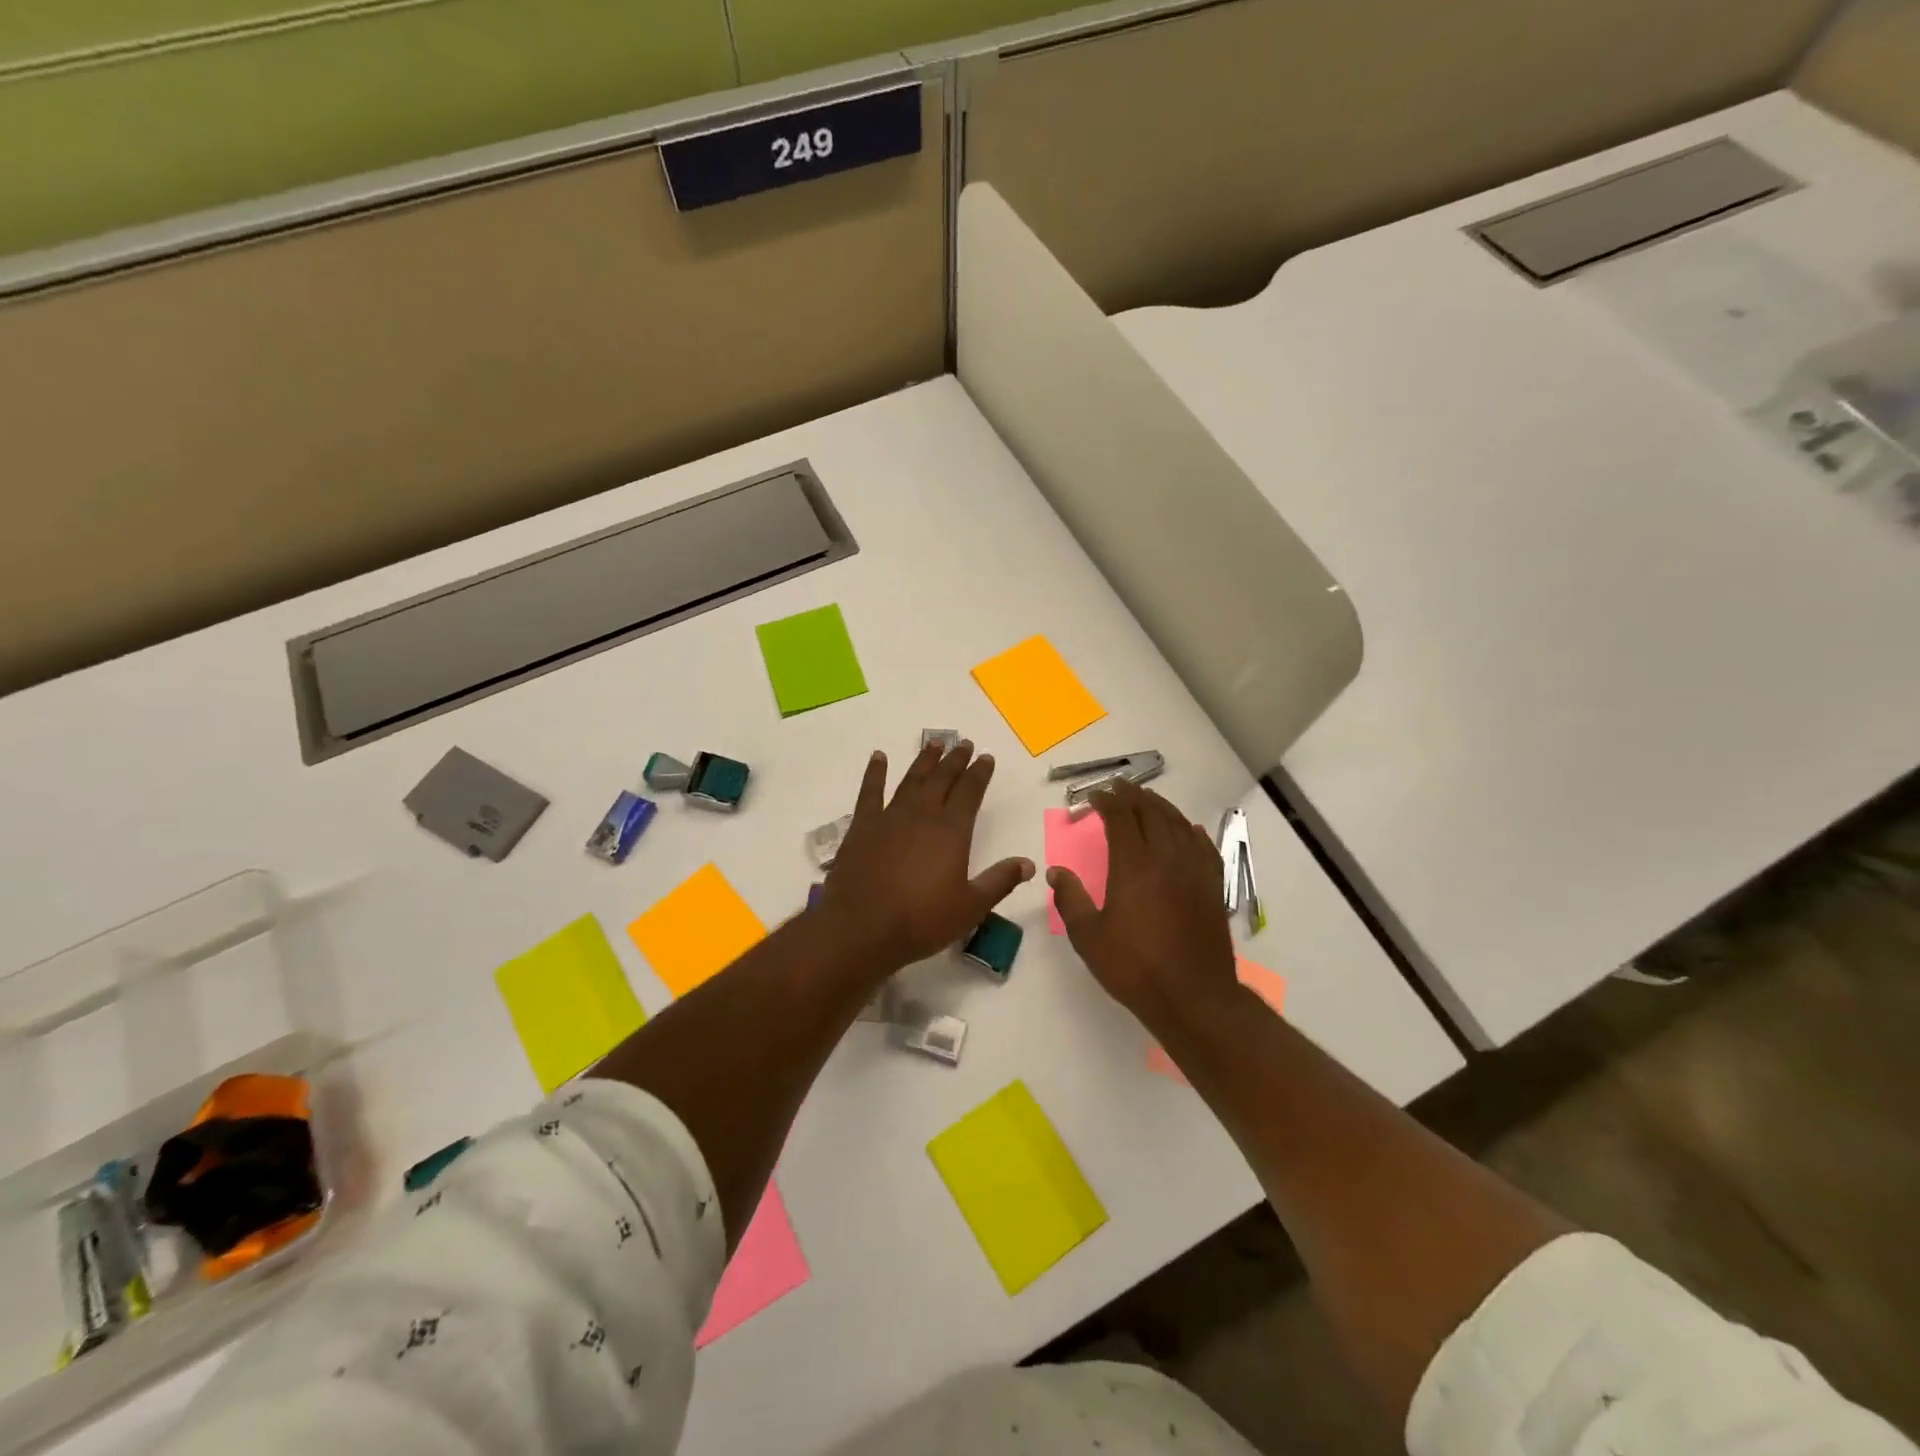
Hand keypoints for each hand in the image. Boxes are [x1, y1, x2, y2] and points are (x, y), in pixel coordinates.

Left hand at [816, 741, 1033, 975]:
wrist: (861, 927)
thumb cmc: (921, 920)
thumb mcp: (971, 907)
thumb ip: (1000, 881)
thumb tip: (1029, 864)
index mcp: (952, 831)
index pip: (970, 792)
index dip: (980, 773)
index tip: (986, 757)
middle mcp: (923, 814)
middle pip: (943, 779)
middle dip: (955, 760)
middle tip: (963, 743)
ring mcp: (890, 817)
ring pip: (911, 779)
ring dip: (925, 760)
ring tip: (934, 743)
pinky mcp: (862, 826)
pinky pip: (870, 791)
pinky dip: (875, 772)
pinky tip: (879, 757)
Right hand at [1049, 779, 1237, 1023]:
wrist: (1194, 997)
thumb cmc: (1135, 968)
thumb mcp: (1089, 937)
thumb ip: (1070, 900)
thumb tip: (1056, 872)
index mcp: (1134, 866)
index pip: (1121, 818)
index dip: (1107, 801)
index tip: (1095, 796)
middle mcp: (1166, 858)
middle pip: (1151, 813)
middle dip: (1132, 796)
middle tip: (1118, 787)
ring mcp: (1194, 871)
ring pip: (1178, 824)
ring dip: (1160, 807)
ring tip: (1147, 799)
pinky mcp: (1212, 887)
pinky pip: (1202, 846)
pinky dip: (1190, 831)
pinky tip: (1187, 829)